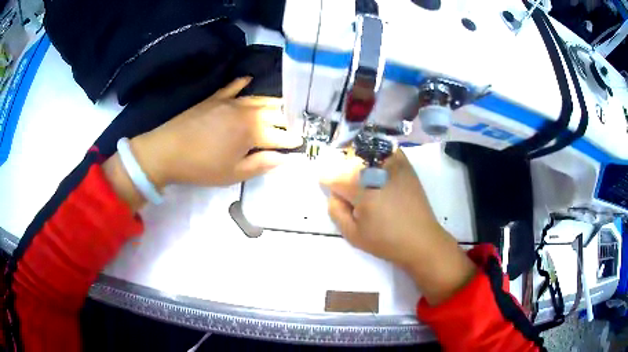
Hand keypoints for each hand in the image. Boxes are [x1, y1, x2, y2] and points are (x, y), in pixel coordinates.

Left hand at [130, 77, 302, 187]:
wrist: (168, 151)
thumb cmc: (202, 167)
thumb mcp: (234, 173)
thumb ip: (261, 164)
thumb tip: (284, 158)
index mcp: (254, 131)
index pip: (281, 135)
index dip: (292, 140)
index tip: (301, 144)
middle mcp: (247, 111)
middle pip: (274, 113)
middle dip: (287, 120)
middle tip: (295, 126)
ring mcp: (231, 101)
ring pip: (259, 98)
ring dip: (273, 103)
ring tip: (282, 107)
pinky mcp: (215, 97)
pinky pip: (233, 87)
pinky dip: (243, 83)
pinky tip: (249, 79)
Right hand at [320, 150, 475, 304]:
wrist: (421, 240)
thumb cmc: (386, 241)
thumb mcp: (353, 234)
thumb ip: (336, 211)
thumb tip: (334, 193)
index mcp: (361, 190)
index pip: (333, 176)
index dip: (327, 182)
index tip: (327, 187)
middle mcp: (376, 171)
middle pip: (348, 162)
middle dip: (342, 173)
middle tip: (347, 190)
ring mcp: (393, 165)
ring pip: (366, 153)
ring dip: (358, 163)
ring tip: (363, 180)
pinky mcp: (405, 166)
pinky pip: (387, 150)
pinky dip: (379, 155)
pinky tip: (378, 168)